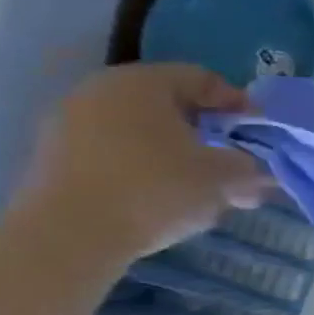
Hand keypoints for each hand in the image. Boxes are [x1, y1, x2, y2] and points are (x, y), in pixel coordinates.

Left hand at [16, 64, 270, 257]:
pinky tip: (166, 198)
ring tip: (204, 187)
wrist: (69, 235)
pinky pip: (115, 153)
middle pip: (169, 104)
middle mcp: (101, 92)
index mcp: (142, 83)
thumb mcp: (224, 176)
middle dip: (207, 132)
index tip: (258, 133)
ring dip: (177, 153)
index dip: (238, 104)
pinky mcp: (54, 159)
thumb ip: (249, 166)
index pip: (202, 79)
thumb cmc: (156, 188)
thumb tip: (258, 170)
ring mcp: (69, 124)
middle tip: (235, 160)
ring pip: (142, 131)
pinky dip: (146, 168)